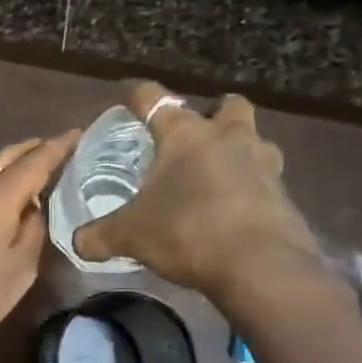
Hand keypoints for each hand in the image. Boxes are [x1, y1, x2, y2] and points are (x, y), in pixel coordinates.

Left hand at [0, 131, 78, 362]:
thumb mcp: (20, 269)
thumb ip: (32, 229)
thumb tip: (34, 206)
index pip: (33, 162)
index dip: (57, 147)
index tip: (77, 133)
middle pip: (4, 158)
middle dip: (31, 149)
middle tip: (56, 146)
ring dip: (9, 165)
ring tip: (33, 169)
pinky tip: (3, 195)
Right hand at [73, 82, 321, 306]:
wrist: (261, 267)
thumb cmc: (186, 232)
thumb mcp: (130, 236)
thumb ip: (99, 235)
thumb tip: (76, 242)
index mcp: (185, 134)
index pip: (152, 98)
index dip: (135, 94)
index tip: (126, 96)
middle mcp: (228, 137)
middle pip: (227, 105)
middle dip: (212, 114)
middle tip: (192, 138)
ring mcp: (263, 163)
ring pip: (255, 140)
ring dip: (238, 149)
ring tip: (216, 174)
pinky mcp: (284, 195)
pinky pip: (266, 179)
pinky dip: (250, 188)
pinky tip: (233, 210)